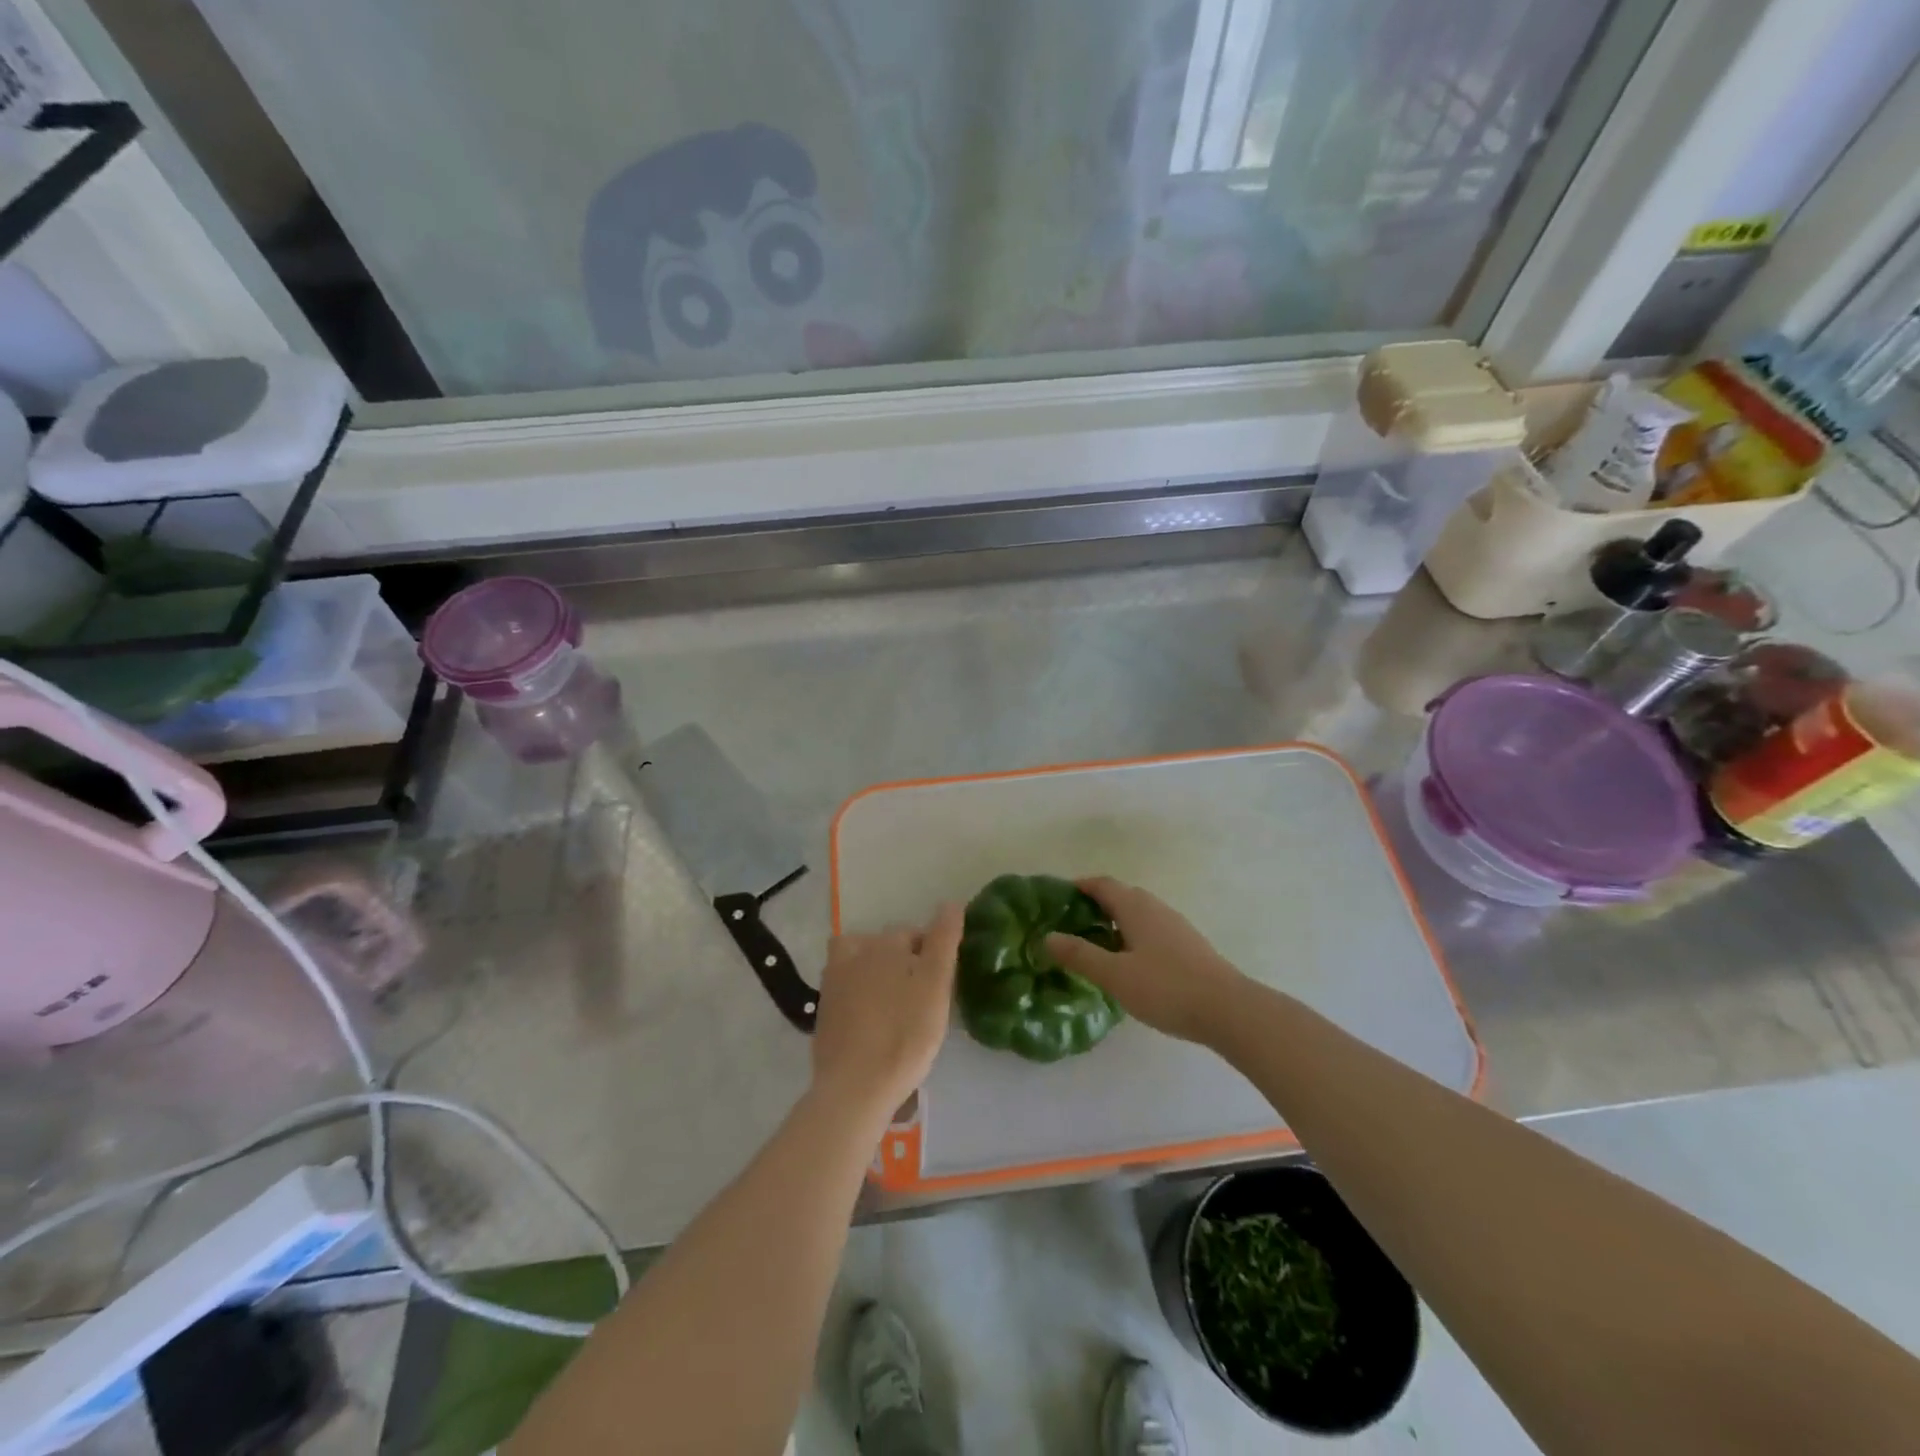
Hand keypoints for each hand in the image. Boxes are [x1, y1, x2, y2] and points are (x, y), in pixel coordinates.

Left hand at [811, 903, 963, 1119]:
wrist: (855, 1087)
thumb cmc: (905, 1034)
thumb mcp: (936, 986)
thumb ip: (944, 941)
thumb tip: (950, 902)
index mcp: (884, 944)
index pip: (915, 934)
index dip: (932, 955)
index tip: (941, 984)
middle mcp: (854, 952)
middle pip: (886, 947)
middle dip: (904, 962)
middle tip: (922, 999)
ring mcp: (834, 981)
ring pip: (863, 963)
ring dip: (878, 974)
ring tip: (896, 1005)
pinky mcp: (824, 1009)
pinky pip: (848, 989)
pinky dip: (861, 996)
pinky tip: (873, 1020)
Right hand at [1045, 877, 1246, 1044]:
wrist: (1229, 1010)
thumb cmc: (1166, 988)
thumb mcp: (1115, 975)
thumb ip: (1080, 955)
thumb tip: (1047, 937)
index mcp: (1135, 907)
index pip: (1102, 884)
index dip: (1079, 886)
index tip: (1058, 897)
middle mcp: (1156, 908)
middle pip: (1121, 895)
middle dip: (1096, 903)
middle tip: (1071, 923)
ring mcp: (1176, 926)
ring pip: (1138, 913)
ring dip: (1115, 920)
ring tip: (1096, 944)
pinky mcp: (1189, 946)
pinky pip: (1152, 930)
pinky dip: (1133, 935)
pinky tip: (1130, 962)